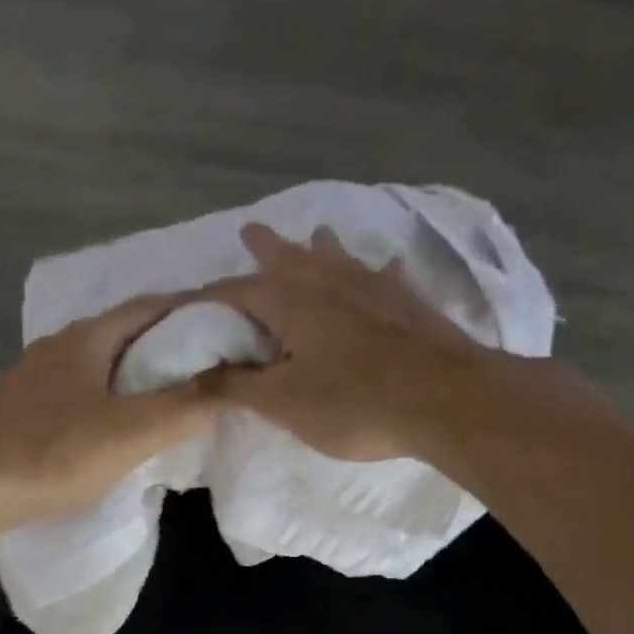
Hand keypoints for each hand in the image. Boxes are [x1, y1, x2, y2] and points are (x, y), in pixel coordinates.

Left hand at [0, 293, 219, 530]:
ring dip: (135, 372)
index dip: (193, 310)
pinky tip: (116, 423)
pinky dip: (108, 396)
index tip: (228, 325)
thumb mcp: (130, 433)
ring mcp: (34, 378)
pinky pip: (79, 391)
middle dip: (167, 342)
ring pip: (98, 363)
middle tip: (207, 365)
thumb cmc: (55, 454)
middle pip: (123, 332)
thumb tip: (228, 385)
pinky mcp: (22, 410)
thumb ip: (183, 408)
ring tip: (169, 396)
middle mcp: (58, 346)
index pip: (151, 306)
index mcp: (86, 338)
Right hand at [208, 225, 597, 463]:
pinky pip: (385, 278)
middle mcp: (328, 280)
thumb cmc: (352, 402)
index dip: (207, 302)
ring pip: (338, 257)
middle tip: (250, 230)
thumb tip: (191, 377)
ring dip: (320, 248)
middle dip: (266, 248)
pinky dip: (376, 273)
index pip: (233, 293)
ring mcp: (374, 286)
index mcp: (289, 300)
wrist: (444, 401)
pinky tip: (386, 268)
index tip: (188, 307)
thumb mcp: (283, 402)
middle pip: (288, 258)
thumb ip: (235, 386)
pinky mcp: (409, 303)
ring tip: (315, 233)